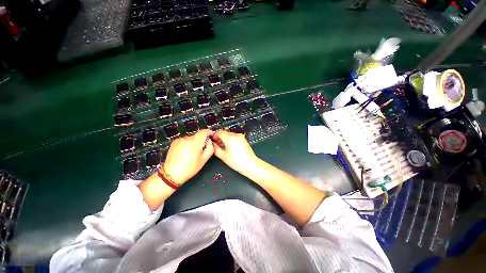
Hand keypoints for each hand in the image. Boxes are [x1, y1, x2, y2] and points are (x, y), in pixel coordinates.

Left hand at [164, 129, 213, 183]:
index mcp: (194, 143)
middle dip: (201, 141)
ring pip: (191, 138)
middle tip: (201, 151)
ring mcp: (179, 140)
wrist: (171, 174)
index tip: (211, 135)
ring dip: (194, 143)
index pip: (203, 132)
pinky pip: (185, 140)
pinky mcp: (174, 142)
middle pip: (197, 136)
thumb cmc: (190, 168)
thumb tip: (209, 141)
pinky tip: (185, 153)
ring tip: (192, 153)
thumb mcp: (204, 160)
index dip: (209, 132)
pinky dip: (188, 144)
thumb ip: (210, 148)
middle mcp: (186, 139)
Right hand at [212, 130, 258, 174]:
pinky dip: (230, 141)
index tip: (213, 142)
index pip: (219, 132)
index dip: (214, 136)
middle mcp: (236, 135)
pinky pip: (234, 137)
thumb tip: (213, 144)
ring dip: (225, 140)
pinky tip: (231, 149)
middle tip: (218, 147)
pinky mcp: (243, 139)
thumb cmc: (237, 162)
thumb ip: (215, 149)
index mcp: (230, 138)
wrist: (251, 165)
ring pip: (229, 135)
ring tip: (225, 149)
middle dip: (220, 139)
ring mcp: (241, 137)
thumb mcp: (223, 156)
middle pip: (224, 133)